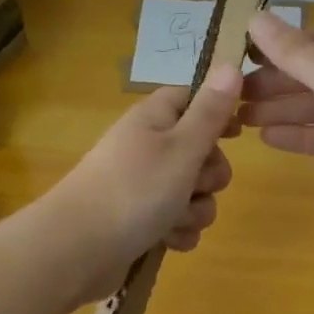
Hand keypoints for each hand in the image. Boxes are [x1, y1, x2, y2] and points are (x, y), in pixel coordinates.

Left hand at [39, 64, 241, 301]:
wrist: (77, 249)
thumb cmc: (135, 190)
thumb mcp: (182, 147)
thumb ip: (210, 111)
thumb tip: (231, 64)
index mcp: (154, 120)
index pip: (190, 98)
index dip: (216, 112)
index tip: (236, 132)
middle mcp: (147, 148)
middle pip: (199, 151)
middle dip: (210, 175)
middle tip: (196, 184)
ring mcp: (141, 186)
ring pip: (191, 192)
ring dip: (195, 209)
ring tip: (176, 220)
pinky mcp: (138, 220)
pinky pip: (176, 221)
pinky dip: (178, 231)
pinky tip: (168, 240)